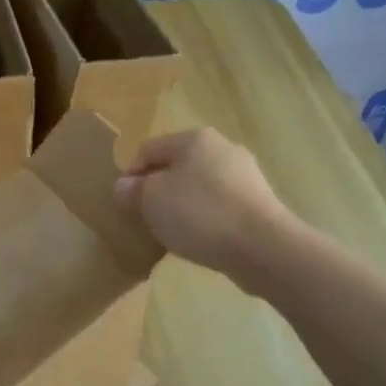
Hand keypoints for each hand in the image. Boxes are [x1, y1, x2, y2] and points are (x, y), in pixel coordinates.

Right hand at [114, 128, 292, 278]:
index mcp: (194, 138)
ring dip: (181, 204)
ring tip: (171, 231)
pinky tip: (199, 238)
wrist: (262, 247)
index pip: (148, 149)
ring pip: (199, 186)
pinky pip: (219, 205)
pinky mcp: (258, 202)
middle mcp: (222, 148)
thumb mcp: (151, 200)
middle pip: (176, 166)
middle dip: (157, 189)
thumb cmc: (199, 213)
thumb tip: (123, 186)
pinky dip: (204, 217)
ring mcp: (245, 175)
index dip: (130, 174)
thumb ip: (132, 190)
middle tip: (144, 217)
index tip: (123, 203)